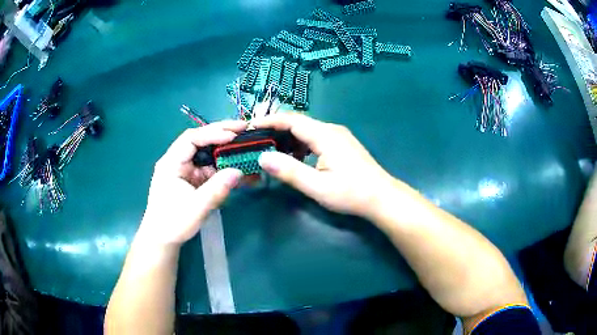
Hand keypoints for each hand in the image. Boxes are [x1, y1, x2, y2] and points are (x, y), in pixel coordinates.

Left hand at [138, 120, 245, 246]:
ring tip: (246, 145)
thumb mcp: (196, 207)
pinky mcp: (192, 179)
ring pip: (207, 153)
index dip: (213, 133)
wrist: (163, 239)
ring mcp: (186, 170)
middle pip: (200, 140)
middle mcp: (178, 161)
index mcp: (171, 162)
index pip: (191, 139)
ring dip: (225, 149)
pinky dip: (224, 166)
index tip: (233, 135)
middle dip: (222, 134)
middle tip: (245, 129)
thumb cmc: (173, 223)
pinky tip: (239, 167)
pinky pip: (210, 168)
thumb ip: (216, 189)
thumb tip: (239, 172)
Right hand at [253, 113, 395, 218]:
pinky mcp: (342, 144)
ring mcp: (338, 136)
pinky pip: (316, 138)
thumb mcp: (317, 186)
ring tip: (272, 152)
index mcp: (325, 135)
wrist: (382, 198)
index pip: (291, 120)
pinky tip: (295, 158)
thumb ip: (289, 171)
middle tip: (257, 142)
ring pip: (307, 131)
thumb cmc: (351, 193)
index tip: (250, 126)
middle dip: (276, 130)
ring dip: (288, 139)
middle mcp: (331, 129)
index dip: (269, 121)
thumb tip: (263, 157)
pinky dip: (301, 145)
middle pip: (298, 123)